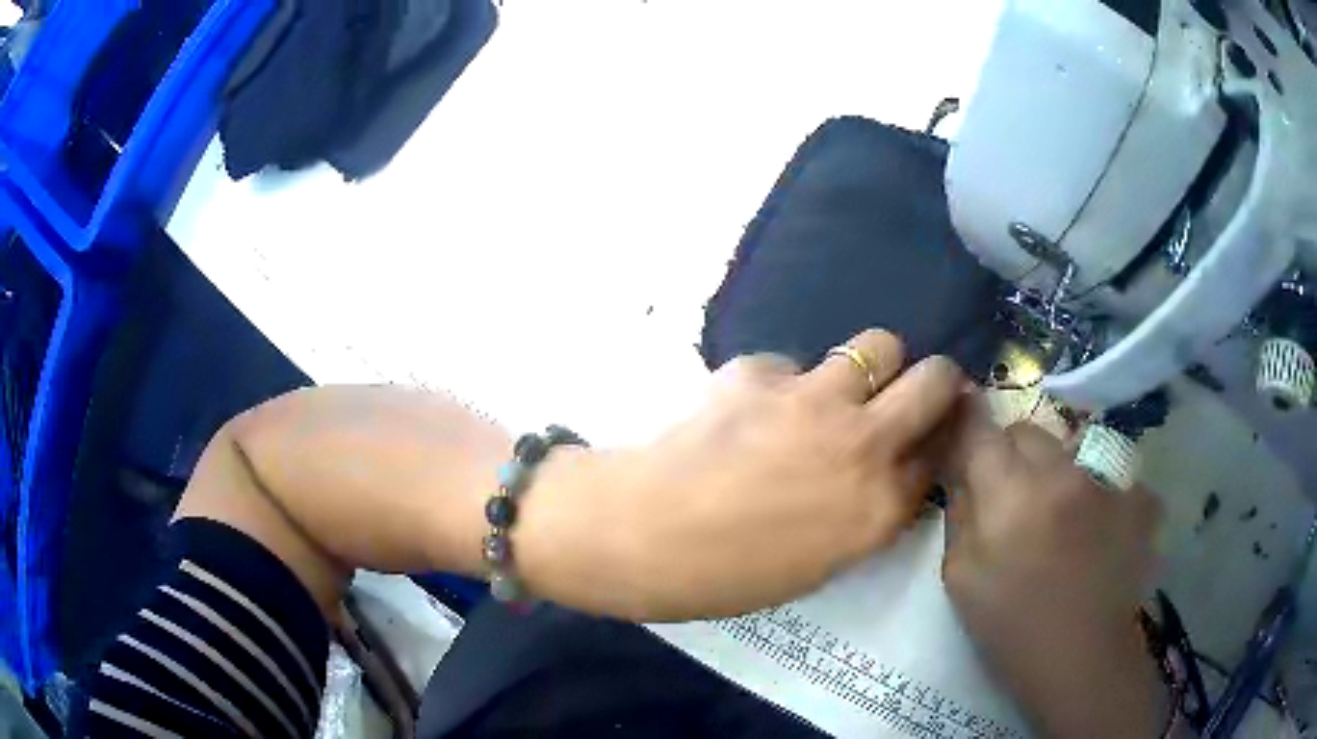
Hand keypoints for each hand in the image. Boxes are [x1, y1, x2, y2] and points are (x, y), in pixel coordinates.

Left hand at [516, 329, 966, 621]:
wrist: (637, 533)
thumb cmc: (722, 575)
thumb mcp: (815, 565)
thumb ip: (863, 515)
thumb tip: (884, 475)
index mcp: (878, 508)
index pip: (942, 453)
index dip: (941, 438)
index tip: (932, 435)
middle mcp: (864, 443)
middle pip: (936, 380)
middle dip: (937, 381)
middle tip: (915, 391)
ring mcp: (815, 399)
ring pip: (878, 346)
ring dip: (870, 366)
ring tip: (837, 389)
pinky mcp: (761, 370)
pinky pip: (792, 364)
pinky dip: (781, 382)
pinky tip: (746, 410)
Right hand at [941, 397, 1166, 737]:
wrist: (1084, 659)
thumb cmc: (1012, 628)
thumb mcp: (960, 579)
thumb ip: (959, 512)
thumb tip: (960, 467)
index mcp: (1013, 496)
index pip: (981, 429)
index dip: (966, 420)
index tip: (961, 422)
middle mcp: (1064, 472)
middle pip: (1028, 430)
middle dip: (1011, 453)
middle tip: (1011, 497)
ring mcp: (1108, 479)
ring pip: (1069, 447)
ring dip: (1056, 470)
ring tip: (1059, 517)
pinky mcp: (1138, 494)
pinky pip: (1108, 471)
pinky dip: (1097, 490)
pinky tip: (1097, 528)